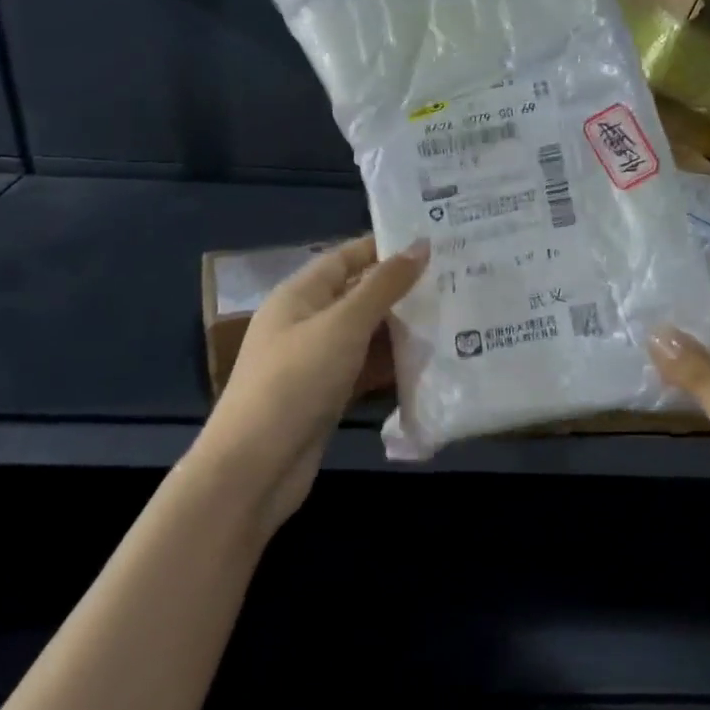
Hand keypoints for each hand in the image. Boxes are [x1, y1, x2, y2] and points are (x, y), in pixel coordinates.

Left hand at [196, 235, 427, 532]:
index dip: (385, 247)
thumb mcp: (344, 324)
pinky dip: (392, 364)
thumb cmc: (296, 381)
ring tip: (454, 315)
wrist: (255, 468)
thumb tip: (421, 245)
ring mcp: (316, 361)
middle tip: (454, 278)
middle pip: (358, 295)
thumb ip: (384, 285)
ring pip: (366, 334)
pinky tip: (430, 361)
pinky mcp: (327, 395)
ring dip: (402, 327)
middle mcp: (306, 322)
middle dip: (401, 288)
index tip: (433, 241)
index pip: (346, 256)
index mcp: (299, 294)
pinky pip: (365, 368)